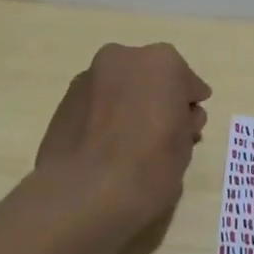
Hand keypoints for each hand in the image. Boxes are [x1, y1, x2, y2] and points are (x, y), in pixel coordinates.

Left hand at [36, 42, 211, 230]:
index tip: (188, 129)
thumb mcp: (185, 148)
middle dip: (157, 100)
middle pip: (151, 78)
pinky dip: (104, 116)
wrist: (84, 194)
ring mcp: (89, 77)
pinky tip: (105, 147)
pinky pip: (97, 103)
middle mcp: (123, 59)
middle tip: (160, 135)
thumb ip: (185, 122)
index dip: (189, 107)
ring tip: (128, 144)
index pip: (187, 84)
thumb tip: (178, 117)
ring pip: (121, 87)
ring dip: (129, 105)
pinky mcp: (64, 100)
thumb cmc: (149, 168)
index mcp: (162, 63)